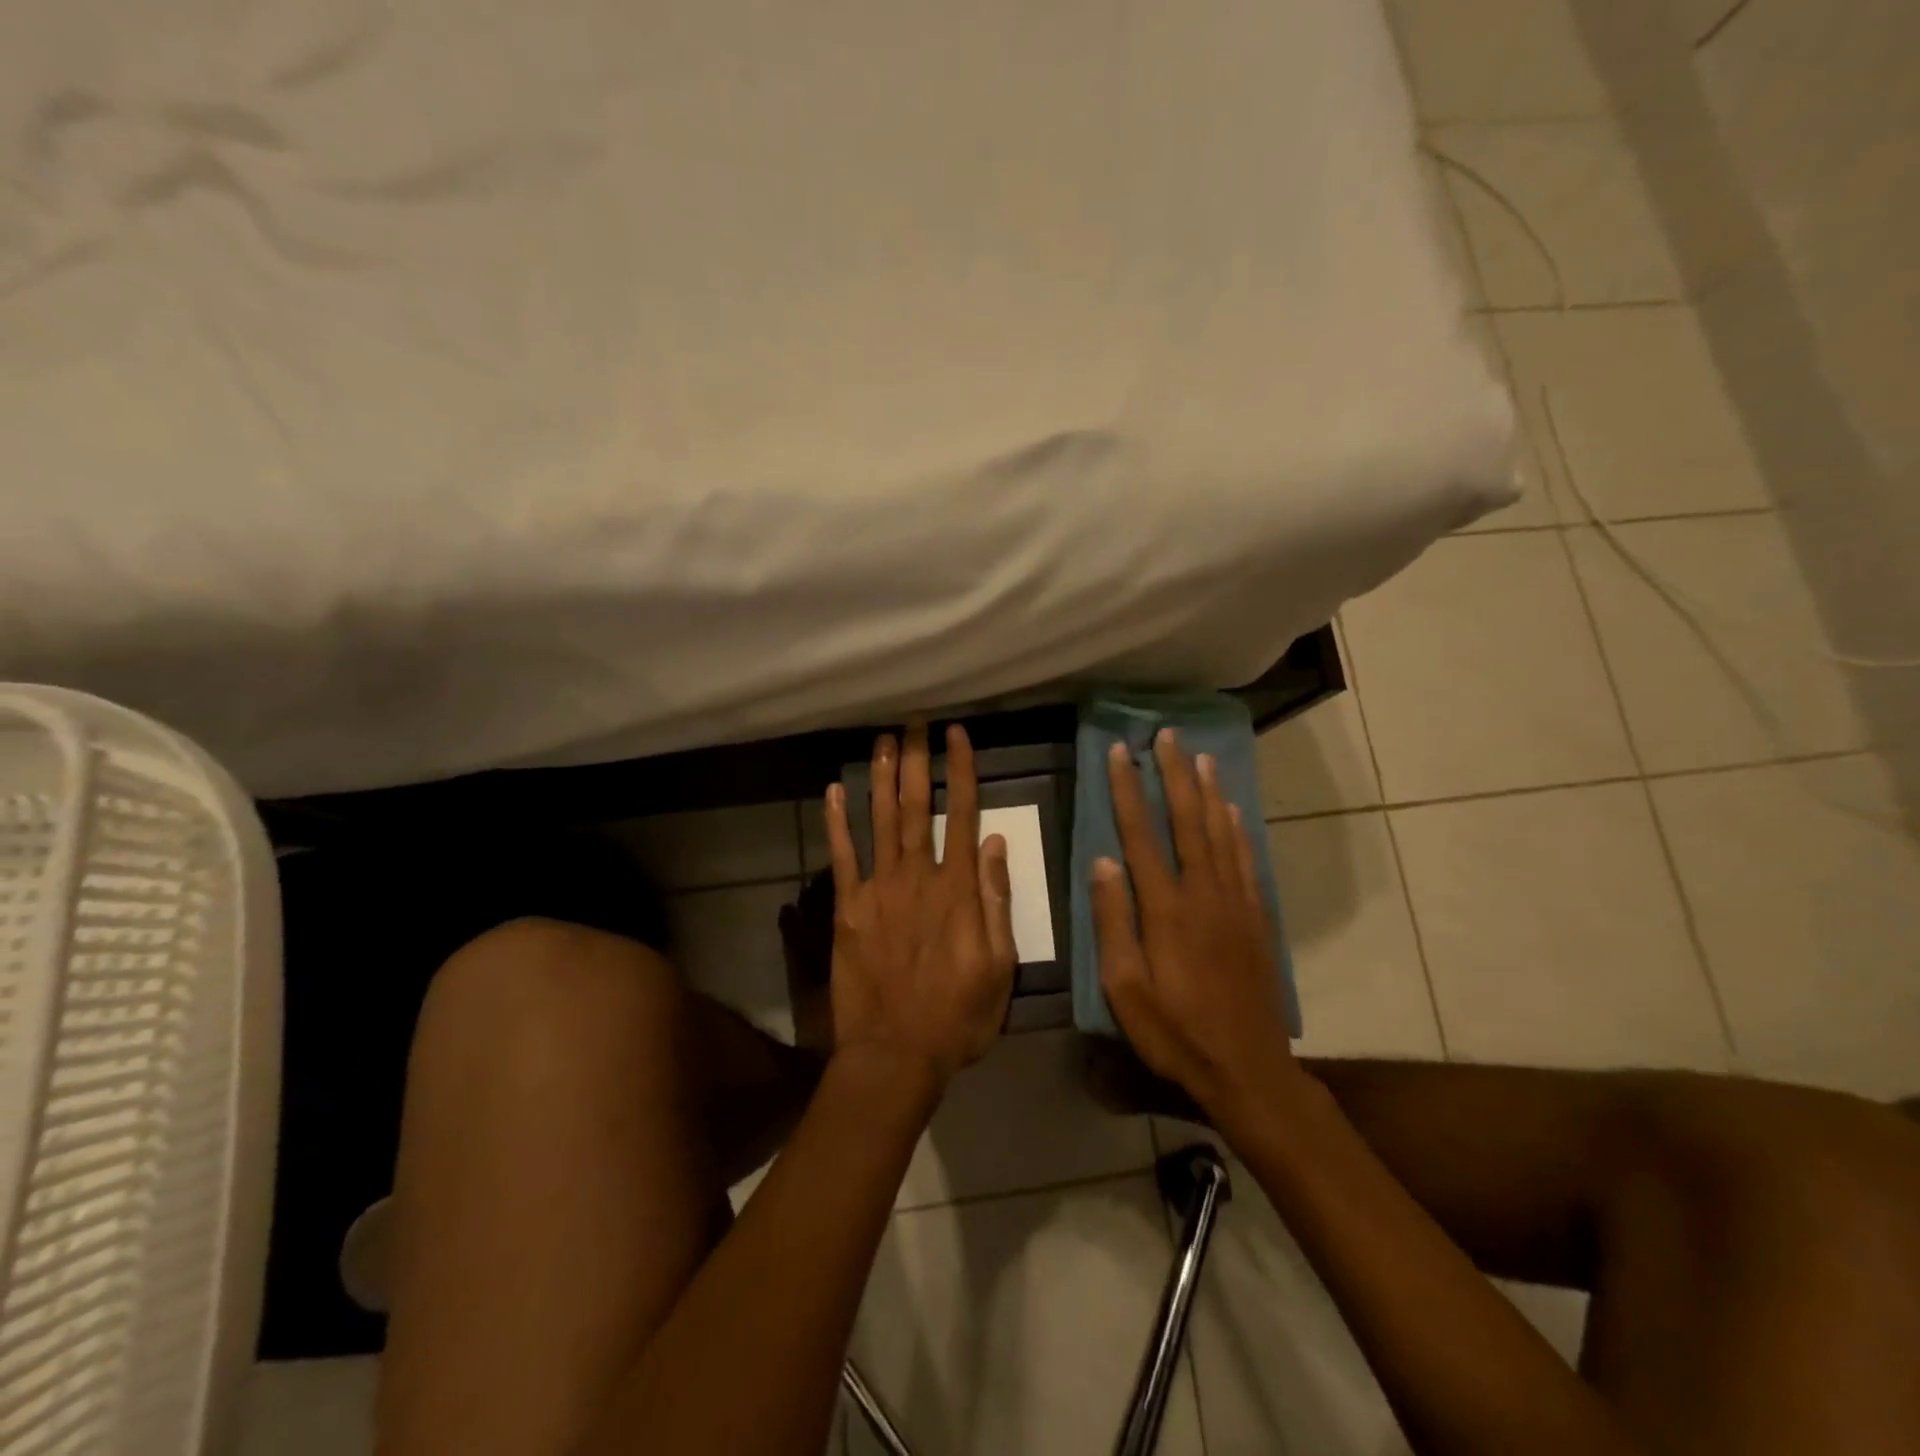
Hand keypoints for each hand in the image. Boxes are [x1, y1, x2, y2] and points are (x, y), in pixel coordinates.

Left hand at [822, 724, 1018, 1088]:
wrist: (895, 1054)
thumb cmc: (958, 1015)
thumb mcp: (1000, 965)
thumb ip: (996, 899)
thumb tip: (995, 841)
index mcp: (957, 889)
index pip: (961, 815)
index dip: (960, 771)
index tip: (957, 735)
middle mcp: (917, 877)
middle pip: (915, 807)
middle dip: (915, 761)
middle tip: (912, 723)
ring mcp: (878, 890)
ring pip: (879, 821)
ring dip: (880, 778)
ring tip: (881, 741)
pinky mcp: (848, 909)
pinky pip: (841, 857)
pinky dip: (837, 822)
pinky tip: (834, 791)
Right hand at [1092, 729, 1308, 1130]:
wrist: (1248, 1068)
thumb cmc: (1175, 1032)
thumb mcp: (1125, 989)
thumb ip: (1113, 922)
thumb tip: (1102, 862)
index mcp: (1165, 909)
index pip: (1141, 835)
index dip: (1129, 791)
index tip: (1120, 753)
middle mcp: (1203, 894)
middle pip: (1187, 821)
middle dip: (1175, 775)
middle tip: (1167, 736)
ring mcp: (1235, 903)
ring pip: (1221, 833)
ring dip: (1208, 791)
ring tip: (1200, 756)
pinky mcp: (1256, 918)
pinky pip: (1246, 860)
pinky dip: (1238, 829)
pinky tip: (1232, 810)